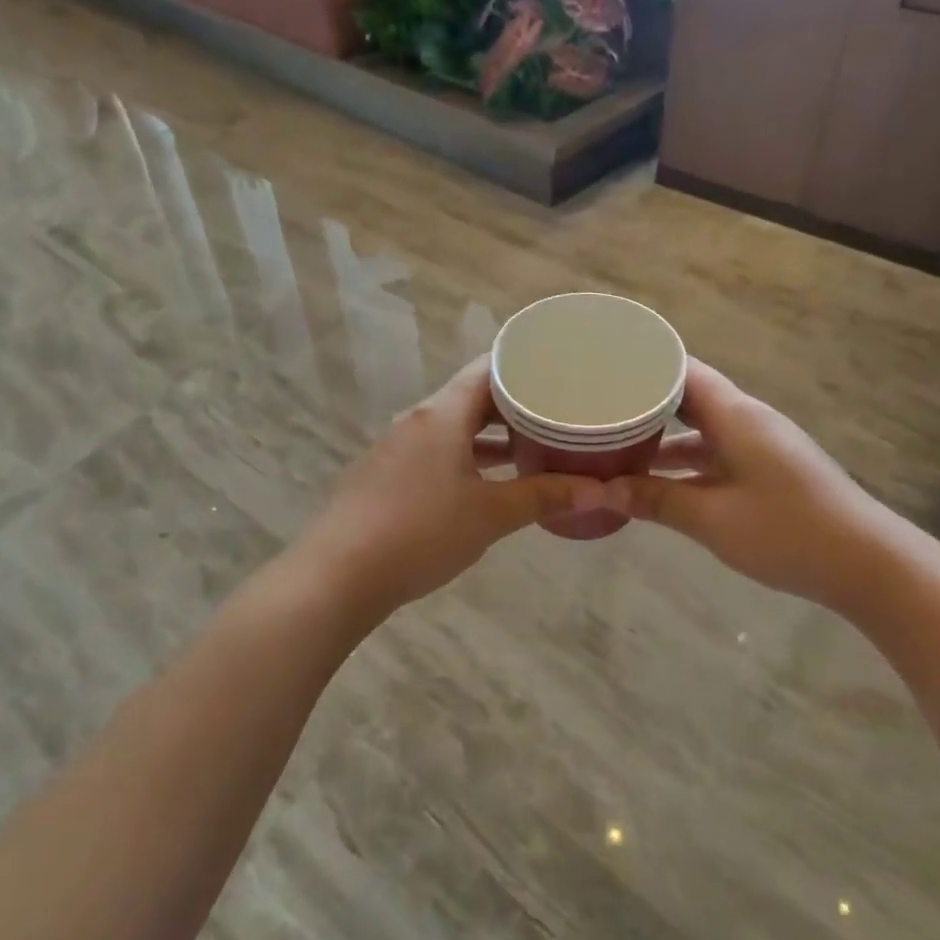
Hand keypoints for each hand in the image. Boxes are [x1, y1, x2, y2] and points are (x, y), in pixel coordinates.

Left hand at [295, 359, 609, 615]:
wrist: (338, 574)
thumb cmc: (421, 533)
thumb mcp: (491, 515)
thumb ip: (544, 497)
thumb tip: (600, 491)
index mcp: (442, 414)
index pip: (489, 368)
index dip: (525, 366)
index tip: (560, 371)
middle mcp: (415, 420)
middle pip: (470, 397)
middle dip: (513, 405)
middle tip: (556, 410)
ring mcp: (394, 448)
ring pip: (450, 428)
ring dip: (487, 435)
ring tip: (529, 445)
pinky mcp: (381, 476)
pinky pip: (431, 452)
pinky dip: (462, 456)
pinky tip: (481, 482)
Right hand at [604, 360, 894, 611]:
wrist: (866, 564)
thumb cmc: (786, 531)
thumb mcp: (712, 518)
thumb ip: (656, 500)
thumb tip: (603, 490)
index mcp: (736, 416)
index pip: (683, 371)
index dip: (643, 367)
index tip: (602, 372)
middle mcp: (748, 421)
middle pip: (689, 398)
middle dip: (645, 405)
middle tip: (600, 411)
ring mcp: (761, 447)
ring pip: (702, 431)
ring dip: (664, 440)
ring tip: (617, 449)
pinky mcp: (769, 471)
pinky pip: (717, 454)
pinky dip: (686, 464)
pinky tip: (659, 484)